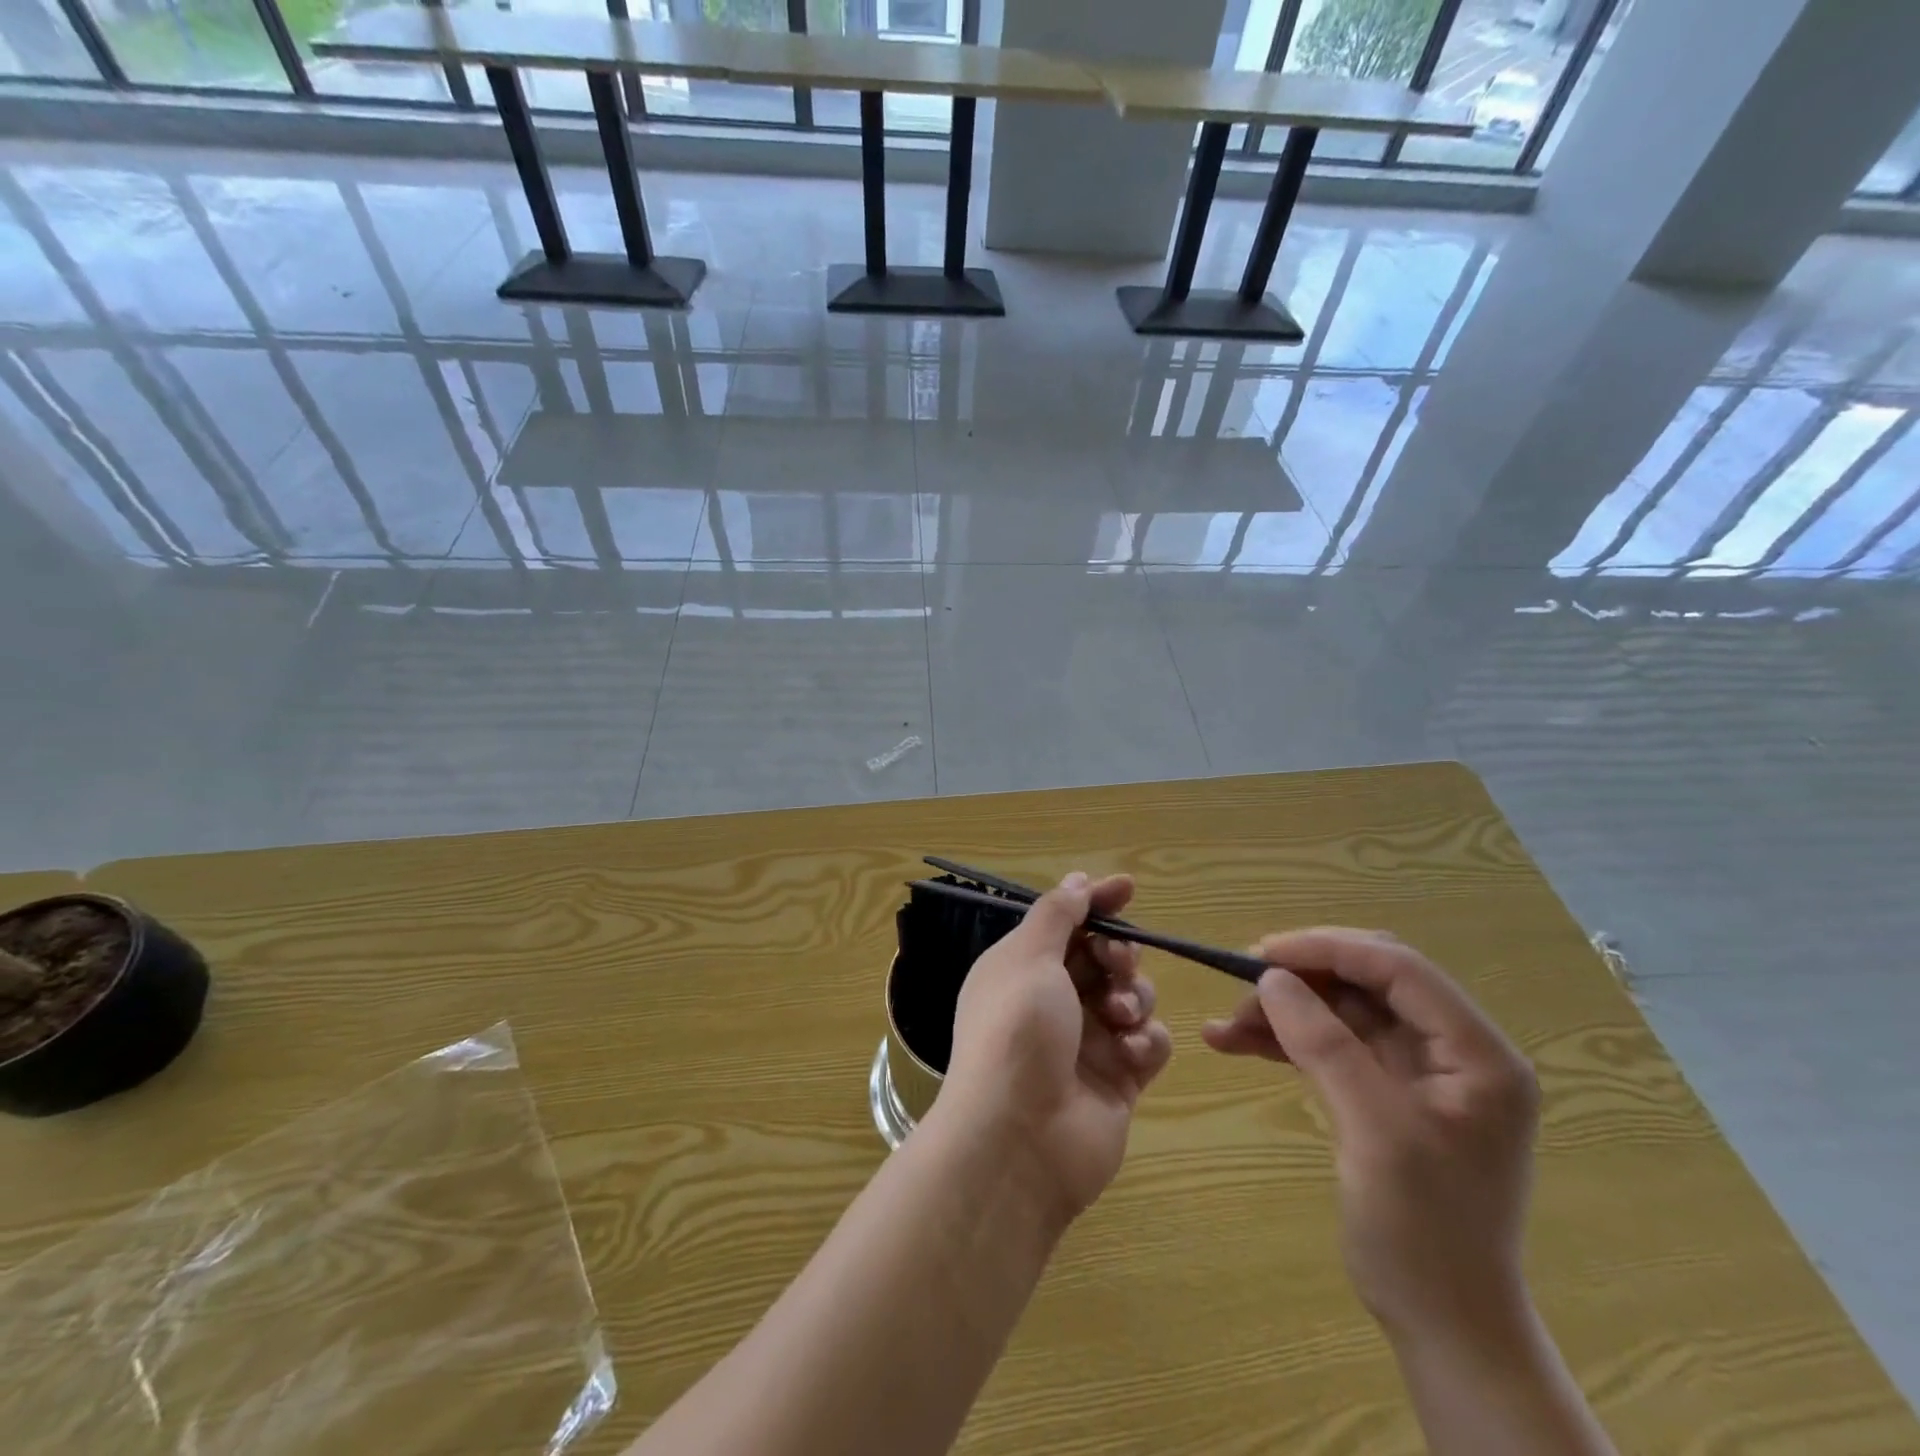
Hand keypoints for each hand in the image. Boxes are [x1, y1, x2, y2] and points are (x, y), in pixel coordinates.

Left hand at [940, 872, 1173, 1224]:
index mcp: (1023, 968)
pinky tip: (1132, 1053)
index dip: (1096, 902)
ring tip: (1118, 1017)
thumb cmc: (1017, 1032)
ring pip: (1131, 995)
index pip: (1066, 922)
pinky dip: (1146, 1041)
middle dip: (1118, 952)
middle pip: (1103, 957)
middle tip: (1117, 962)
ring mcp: (1087, 1042)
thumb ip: (1056, 915)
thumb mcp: (1029, 958)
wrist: (1019, 1139)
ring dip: (1133, 996)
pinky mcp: (1118, 1079)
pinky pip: (1149, 1043)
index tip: (1128, 888)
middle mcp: (1053, 1001)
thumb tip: (1076, 881)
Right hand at [1202, 929, 1539, 1341]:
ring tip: (1224, 1026)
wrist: (1442, 1324)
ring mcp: (1416, 1072)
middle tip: (1242, 983)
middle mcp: (1452, 1050)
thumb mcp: (1375, 1131)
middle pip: (1367, 982)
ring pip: (1340, 1011)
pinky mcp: (1383, 1093)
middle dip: (1302, 977)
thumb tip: (1272, 977)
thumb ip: (1325, 1045)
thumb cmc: (1424, 1232)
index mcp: (1477, 1053)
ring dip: (1283, 1011)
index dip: (1329, 949)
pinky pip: (1329, 1045)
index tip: (1262, 953)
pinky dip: (1283, 1041)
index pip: (1399, 968)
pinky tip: (1234, 1043)